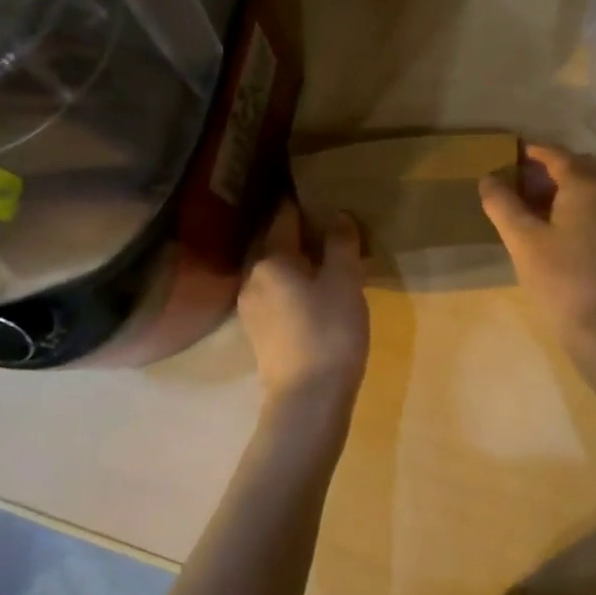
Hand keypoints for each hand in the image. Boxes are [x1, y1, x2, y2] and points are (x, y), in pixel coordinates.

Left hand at [238, 200, 370, 439]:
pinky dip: (291, 284)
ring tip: (323, 258)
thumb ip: (340, 244)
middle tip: (327, 226)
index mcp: (270, 259)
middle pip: (274, 244)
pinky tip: (312, 292)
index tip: (320, 194)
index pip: (283, 218)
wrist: (307, 400)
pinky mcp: (258, 332)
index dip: (302, 203)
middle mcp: (252, 277)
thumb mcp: (345, 281)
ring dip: (295, 261)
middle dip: (298, 233)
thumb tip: (337, 216)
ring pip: (273, 271)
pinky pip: (274, 293)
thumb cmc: (329, 332)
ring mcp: (250, 307)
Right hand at [479, 144, 595, 358]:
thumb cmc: (560, 278)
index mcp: (587, 185)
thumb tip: (488, 178)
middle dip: (549, 168)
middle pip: (579, 166)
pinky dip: (579, 203)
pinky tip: (557, 226)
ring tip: (533, 204)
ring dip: (565, 185)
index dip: (531, 153)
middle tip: (519, 182)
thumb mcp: (522, 239)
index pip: (557, 155)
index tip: (508, 156)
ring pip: (592, 185)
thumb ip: (502, 204)